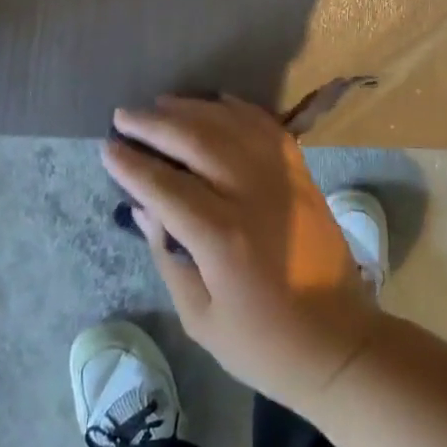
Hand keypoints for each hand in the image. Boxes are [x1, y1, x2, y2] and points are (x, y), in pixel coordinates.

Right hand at [103, 95, 380, 405]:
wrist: (338, 342)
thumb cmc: (263, 344)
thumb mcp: (201, 317)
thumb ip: (168, 257)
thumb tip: (144, 209)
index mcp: (223, 238)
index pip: (166, 187)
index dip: (132, 165)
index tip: (107, 148)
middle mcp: (253, 196)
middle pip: (198, 142)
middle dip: (156, 125)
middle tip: (124, 115)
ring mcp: (283, 180)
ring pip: (233, 126)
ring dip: (194, 109)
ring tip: (161, 104)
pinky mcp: (303, 176)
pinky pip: (269, 129)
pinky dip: (242, 110)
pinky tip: (218, 102)